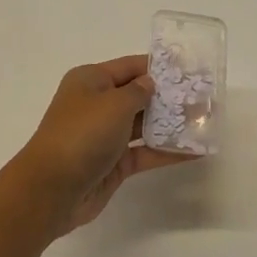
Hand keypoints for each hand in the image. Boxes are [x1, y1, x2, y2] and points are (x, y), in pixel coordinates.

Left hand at [9, 56, 192, 235]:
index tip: (188, 69)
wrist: (52, 189)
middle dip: (168, 97)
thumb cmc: (82, 134)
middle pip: (138, 96)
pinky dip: (166, 151)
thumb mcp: (114, 104)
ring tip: (204, 121)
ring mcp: (105, 135)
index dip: (158, 68)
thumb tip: (150, 84)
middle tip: (203, 97)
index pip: (130, 67)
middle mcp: (97, 104)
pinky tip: (193, 151)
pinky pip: (144, 152)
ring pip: (143, 125)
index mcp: (90, 80)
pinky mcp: (113, 164)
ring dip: (170, 124)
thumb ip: (138, 92)